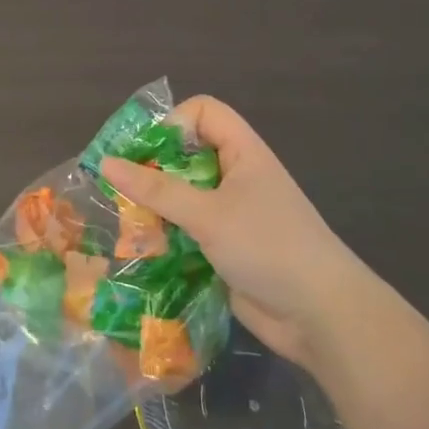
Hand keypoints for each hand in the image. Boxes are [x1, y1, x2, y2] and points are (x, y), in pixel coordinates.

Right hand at [102, 96, 354, 370]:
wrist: (322, 317)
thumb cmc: (268, 247)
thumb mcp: (208, 214)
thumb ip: (156, 189)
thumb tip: (106, 163)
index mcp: (242, 152)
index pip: (202, 111)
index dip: (174, 123)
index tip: (150, 154)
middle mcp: (236, 176)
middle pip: (186, 154)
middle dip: (153, 169)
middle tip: (122, 189)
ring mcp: (232, 214)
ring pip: (182, 195)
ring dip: (155, 206)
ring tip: (126, 222)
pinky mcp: (225, 248)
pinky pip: (187, 230)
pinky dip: (166, 235)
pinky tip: (143, 251)